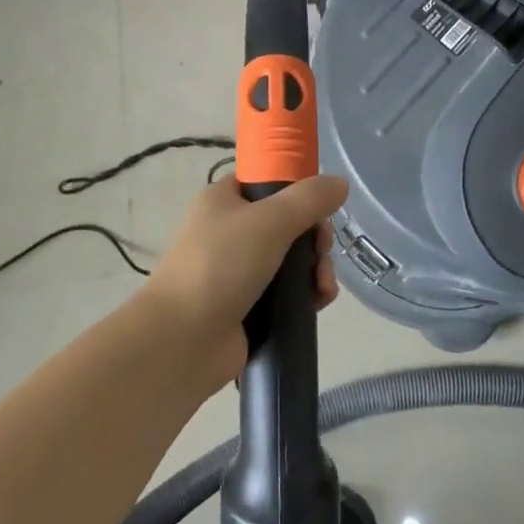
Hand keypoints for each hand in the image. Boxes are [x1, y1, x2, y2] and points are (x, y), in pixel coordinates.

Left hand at [139, 173, 347, 387]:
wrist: (183, 341)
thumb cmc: (221, 265)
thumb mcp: (270, 221)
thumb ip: (309, 199)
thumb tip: (340, 182)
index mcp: (223, 200)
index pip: (267, 182)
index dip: (297, 190)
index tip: (320, 207)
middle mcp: (228, 231)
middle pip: (286, 222)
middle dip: (314, 236)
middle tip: (322, 250)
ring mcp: (236, 272)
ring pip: (290, 260)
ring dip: (315, 268)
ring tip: (323, 287)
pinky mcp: (246, 307)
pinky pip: (285, 293)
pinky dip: (305, 295)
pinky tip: (319, 303)